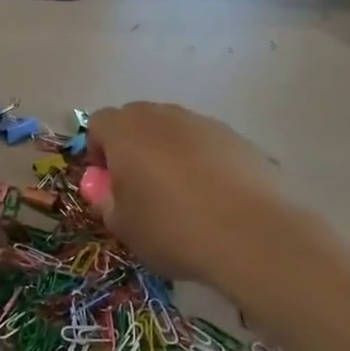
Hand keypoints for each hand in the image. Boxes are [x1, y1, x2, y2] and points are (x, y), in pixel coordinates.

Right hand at [86, 103, 291, 286]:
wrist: (252, 234)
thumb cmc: (172, 229)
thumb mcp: (124, 227)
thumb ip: (106, 202)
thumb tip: (107, 190)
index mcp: (126, 131)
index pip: (98, 123)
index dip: (97, 151)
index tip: (107, 183)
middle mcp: (163, 116)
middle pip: (136, 119)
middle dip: (132, 147)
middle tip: (139, 187)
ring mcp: (204, 123)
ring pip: (174, 130)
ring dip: (168, 153)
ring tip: (181, 195)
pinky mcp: (238, 138)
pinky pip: (206, 144)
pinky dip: (202, 162)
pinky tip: (213, 198)